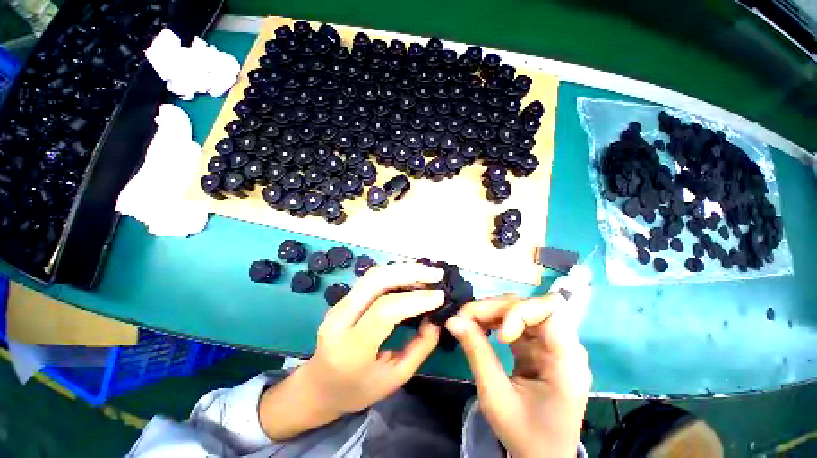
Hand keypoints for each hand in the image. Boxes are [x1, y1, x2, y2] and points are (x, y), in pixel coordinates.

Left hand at [260, 263, 444, 439]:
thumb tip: (435, 319)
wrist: (318, 386)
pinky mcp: (343, 299)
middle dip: (409, 272)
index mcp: (350, 349)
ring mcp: (338, 305)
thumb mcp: (394, 379)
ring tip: (427, 274)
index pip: (384, 312)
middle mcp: (340, 320)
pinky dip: (394, 273)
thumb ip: (419, 348)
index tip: (439, 296)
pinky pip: (371, 279)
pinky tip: (410, 277)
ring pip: (373, 275)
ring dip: (402, 269)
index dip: (414, 300)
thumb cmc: (357, 390)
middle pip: (375, 281)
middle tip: (435, 274)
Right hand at [445, 267, 591, 457]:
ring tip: (468, 321)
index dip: (520, 312)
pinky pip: (514, 322)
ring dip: (491, 311)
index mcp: (567, 360)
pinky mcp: (537, 346)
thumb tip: (452, 320)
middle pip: (529, 305)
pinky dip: (494, 320)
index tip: (499, 335)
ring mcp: (550, 344)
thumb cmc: (526, 436)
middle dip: (495, 308)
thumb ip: (476, 353)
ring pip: (519, 309)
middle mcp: (563, 345)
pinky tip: (480, 328)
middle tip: (465, 318)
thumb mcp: (496, 398)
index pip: (550, 311)